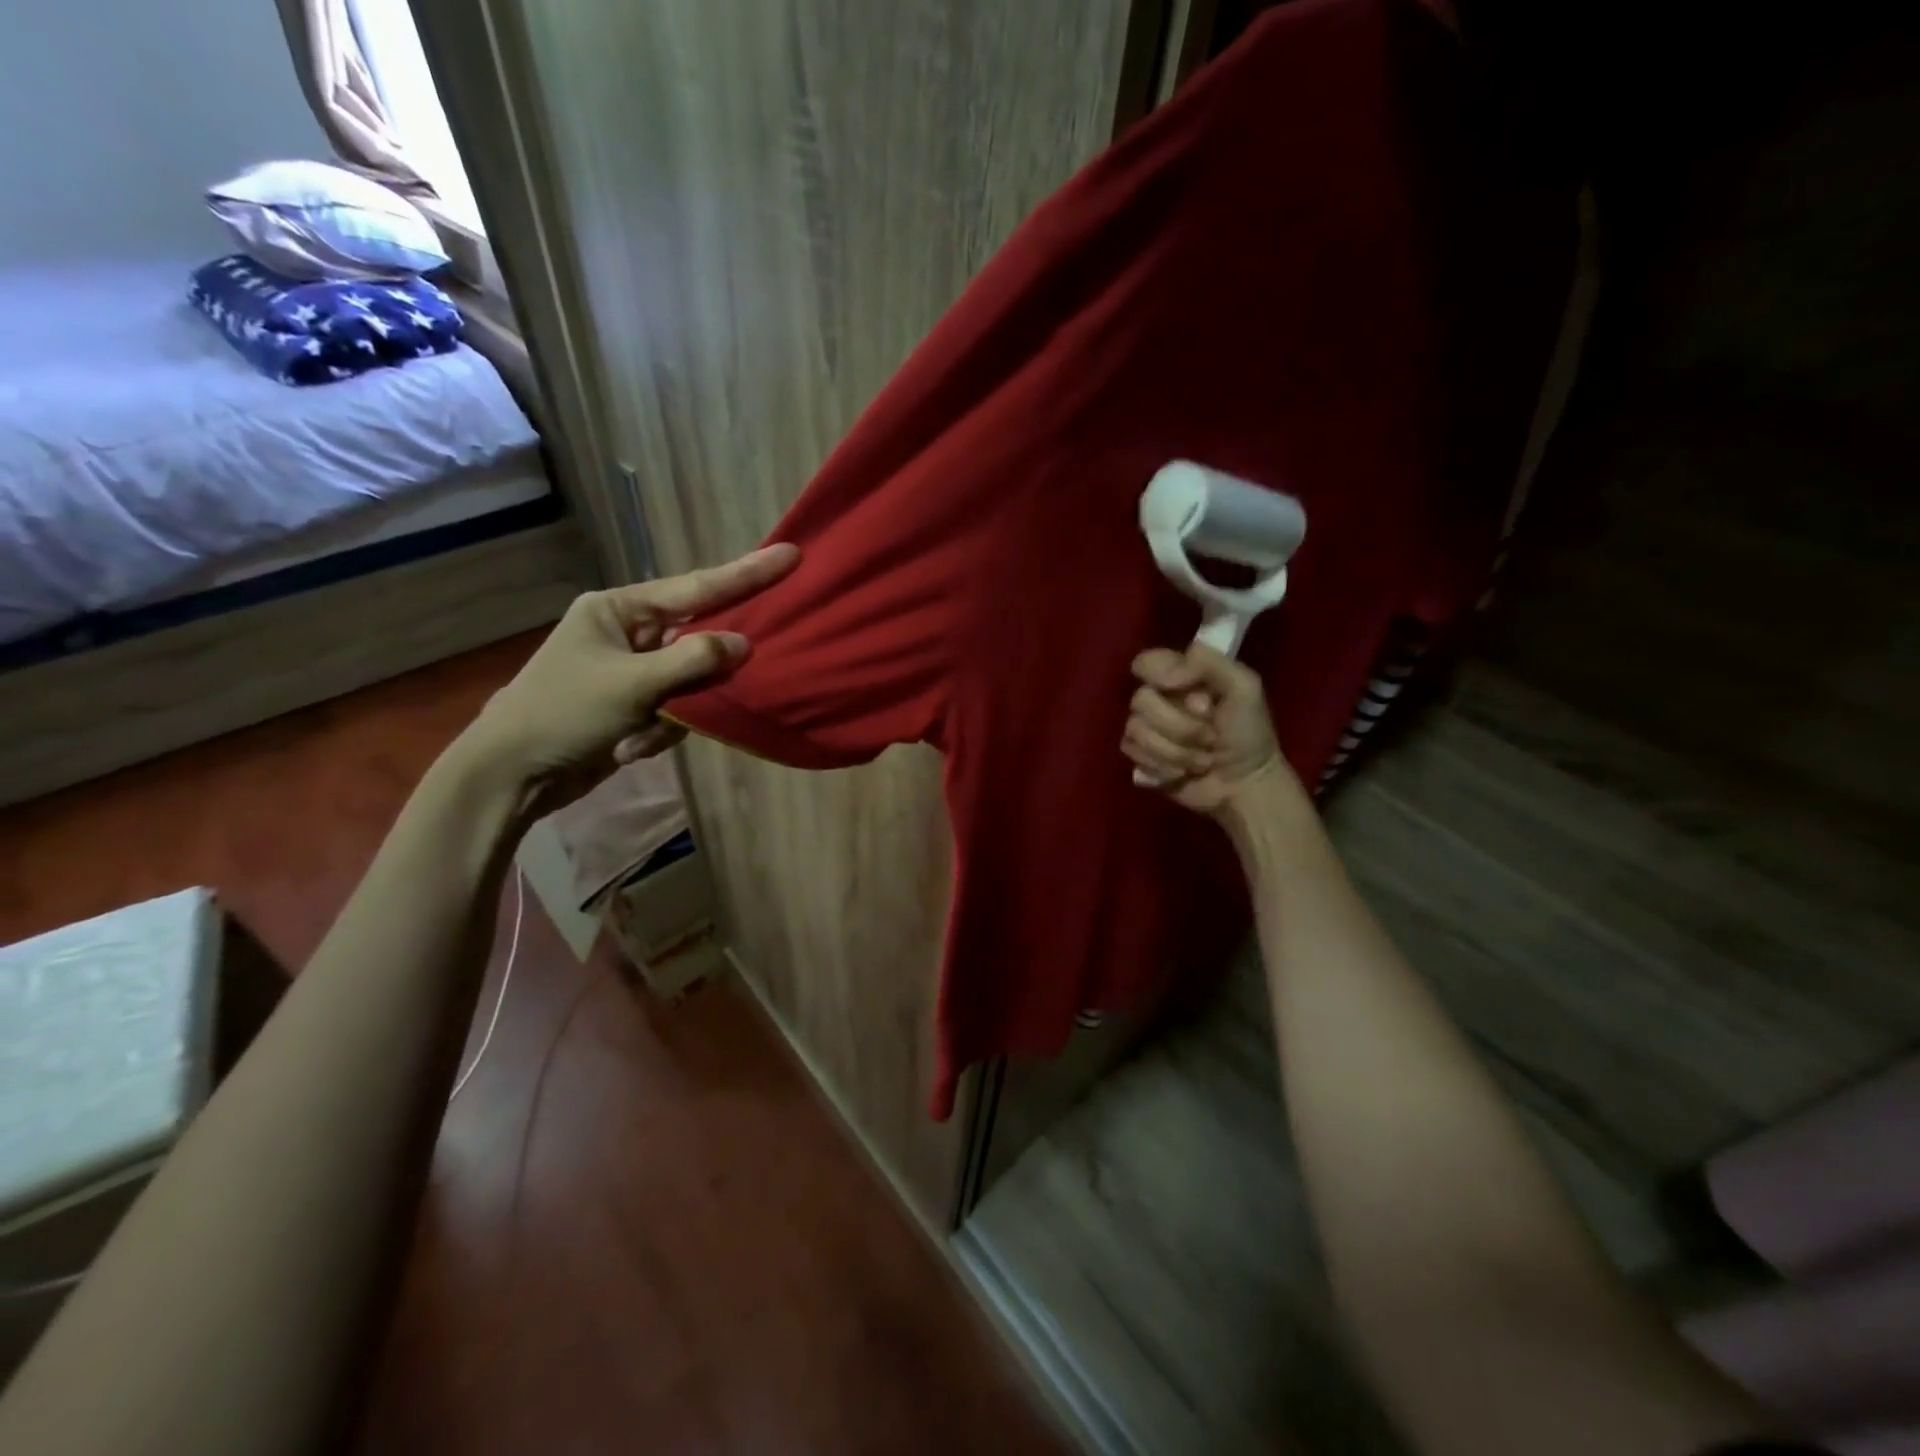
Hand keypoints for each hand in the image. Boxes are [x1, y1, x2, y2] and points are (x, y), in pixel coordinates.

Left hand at [464, 543, 799, 800]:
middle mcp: (629, 632)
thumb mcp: (632, 684)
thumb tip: (744, 645)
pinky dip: (661, 732)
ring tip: (635, 735)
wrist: (513, 773)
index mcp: (619, 609)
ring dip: (675, 714)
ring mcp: (634, 670)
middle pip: (698, 637)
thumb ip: (693, 660)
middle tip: (716, 679)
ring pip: (692, 681)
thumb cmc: (564, 713)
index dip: (747, 574)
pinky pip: (677, 710)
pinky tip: (628, 748)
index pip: (696, 588)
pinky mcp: (637, 704)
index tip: (790, 555)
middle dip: (707, 669)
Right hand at [1123, 643, 1287, 817]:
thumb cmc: (1249, 733)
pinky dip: (1162, 767)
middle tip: (1210, 736)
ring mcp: (1147, 730)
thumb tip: (1165, 678)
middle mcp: (1159, 699)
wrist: (1246, 785)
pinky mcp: (1141, 758)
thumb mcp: (1244, 687)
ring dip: (1175, 751)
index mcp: (1181, 676)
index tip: (1189, 692)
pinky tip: (1182, 773)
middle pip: (1140, 700)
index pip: (1146, 662)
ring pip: (1136, 730)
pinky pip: (1132, 754)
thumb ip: (1209, 662)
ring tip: (1202, 760)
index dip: (1160, 676)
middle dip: (1180, 726)